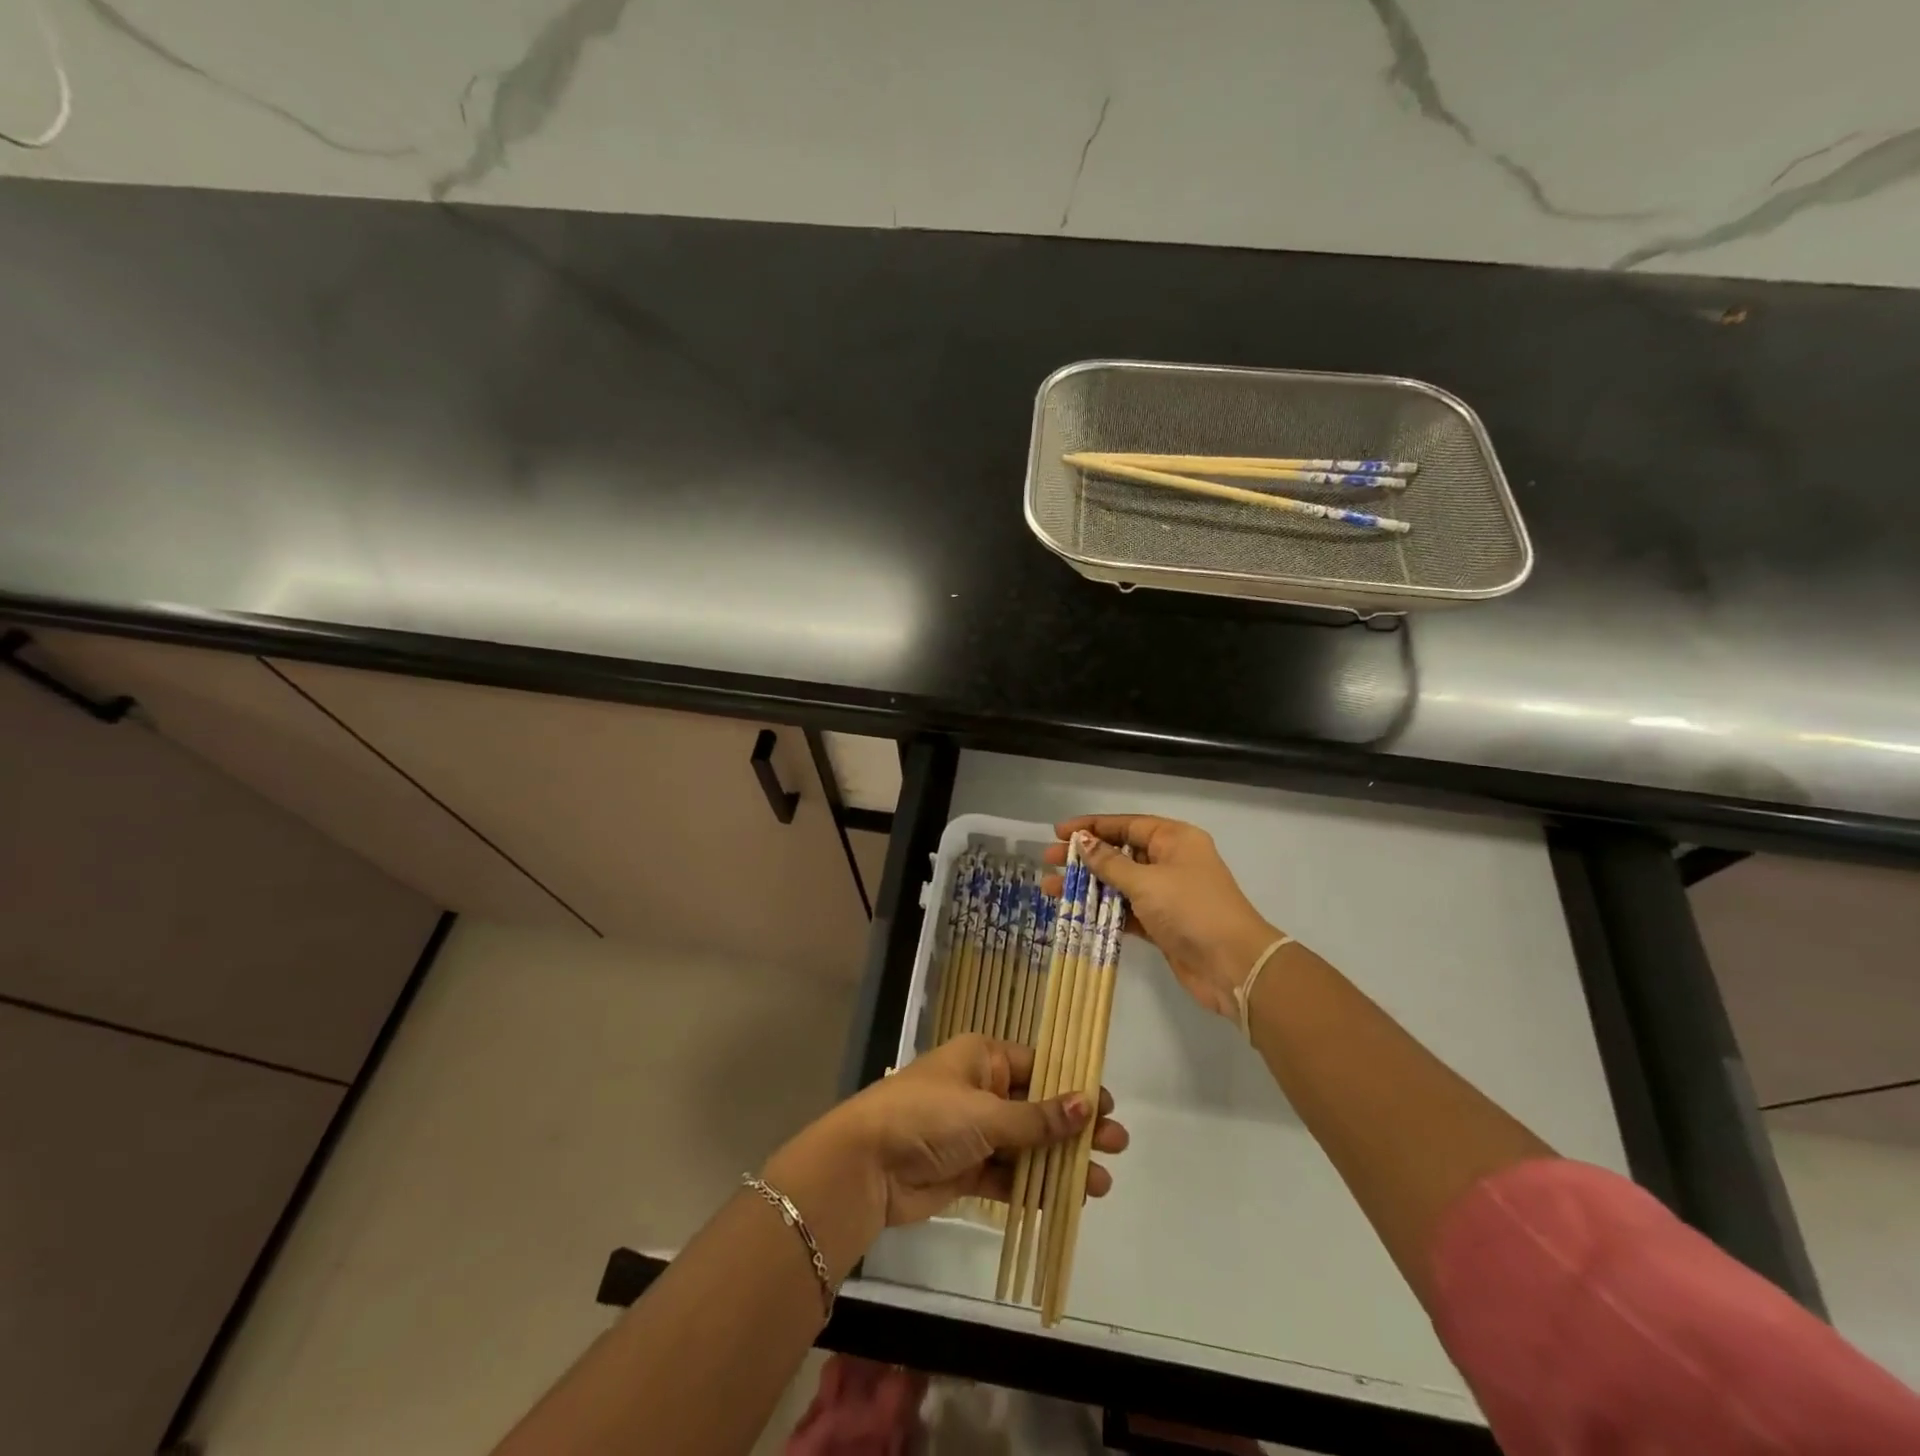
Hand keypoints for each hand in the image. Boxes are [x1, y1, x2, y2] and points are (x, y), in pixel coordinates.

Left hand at [769, 1034, 1127, 1236]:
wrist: (867, 1165)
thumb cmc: (928, 1117)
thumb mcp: (986, 1113)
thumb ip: (1036, 1118)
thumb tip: (1087, 1105)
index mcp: (983, 1057)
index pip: (1038, 1066)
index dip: (1073, 1085)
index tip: (1107, 1105)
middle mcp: (981, 1089)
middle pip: (1037, 1107)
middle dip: (1075, 1128)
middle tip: (1118, 1145)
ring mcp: (974, 1131)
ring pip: (1027, 1145)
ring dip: (1060, 1163)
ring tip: (1100, 1183)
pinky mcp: (967, 1169)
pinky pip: (1008, 1175)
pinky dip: (1034, 1186)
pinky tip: (1066, 1200)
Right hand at [1044, 817, 1280, 1020]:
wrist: (1232, 965)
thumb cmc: (1191, 910)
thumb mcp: (1146, 881)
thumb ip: (1109, 863)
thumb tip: (1082, 842)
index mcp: (1174, 839)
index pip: (1125, 824)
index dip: (1091, 827)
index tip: (1059, 832)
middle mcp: (1170, 861)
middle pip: (1119, 853)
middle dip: (1083, 858)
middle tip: (1049, 861)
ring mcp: (1166, 894)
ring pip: (1118, 884)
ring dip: (1087, 886)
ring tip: (1050, 890)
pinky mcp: (1161, 924)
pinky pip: (1125, 911)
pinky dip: (1102, 911)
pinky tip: (1075, 913)